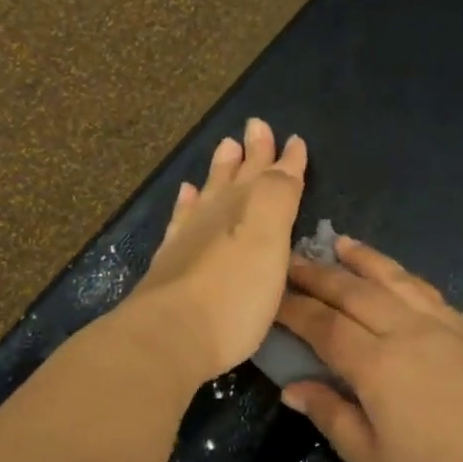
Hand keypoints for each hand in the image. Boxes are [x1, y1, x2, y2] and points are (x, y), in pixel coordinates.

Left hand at [123, 118, 307, 385]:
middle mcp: (217, 216)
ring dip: (220, 170)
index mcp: (249, 211)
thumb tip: (284, 156)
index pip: (274, 176)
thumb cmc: (234, 294)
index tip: (293, 138)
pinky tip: (187, 194)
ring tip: (225, 146)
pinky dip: (188, 202)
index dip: (286, 159)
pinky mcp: (170, 262)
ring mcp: (189, 237)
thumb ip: (279, 196)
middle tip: (255, 126)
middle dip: (252, 153)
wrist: (169, 335)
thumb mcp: (269, 240)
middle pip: (238, 177)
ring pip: (209, 192)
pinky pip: (182, 218)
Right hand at [275, 238, 462, 461]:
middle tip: (289, 260)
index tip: (269, 297)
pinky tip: (392, 274)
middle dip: (317, 274)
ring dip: (361, 259)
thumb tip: (292, 387)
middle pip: (353, 292)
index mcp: (377, 366)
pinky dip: (400, 274)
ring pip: (393, 279)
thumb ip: (331, 416)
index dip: (293, 309)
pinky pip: (425, 290)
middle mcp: (407, 332)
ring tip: (337, 243)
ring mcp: (443, 326)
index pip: (323, 326)